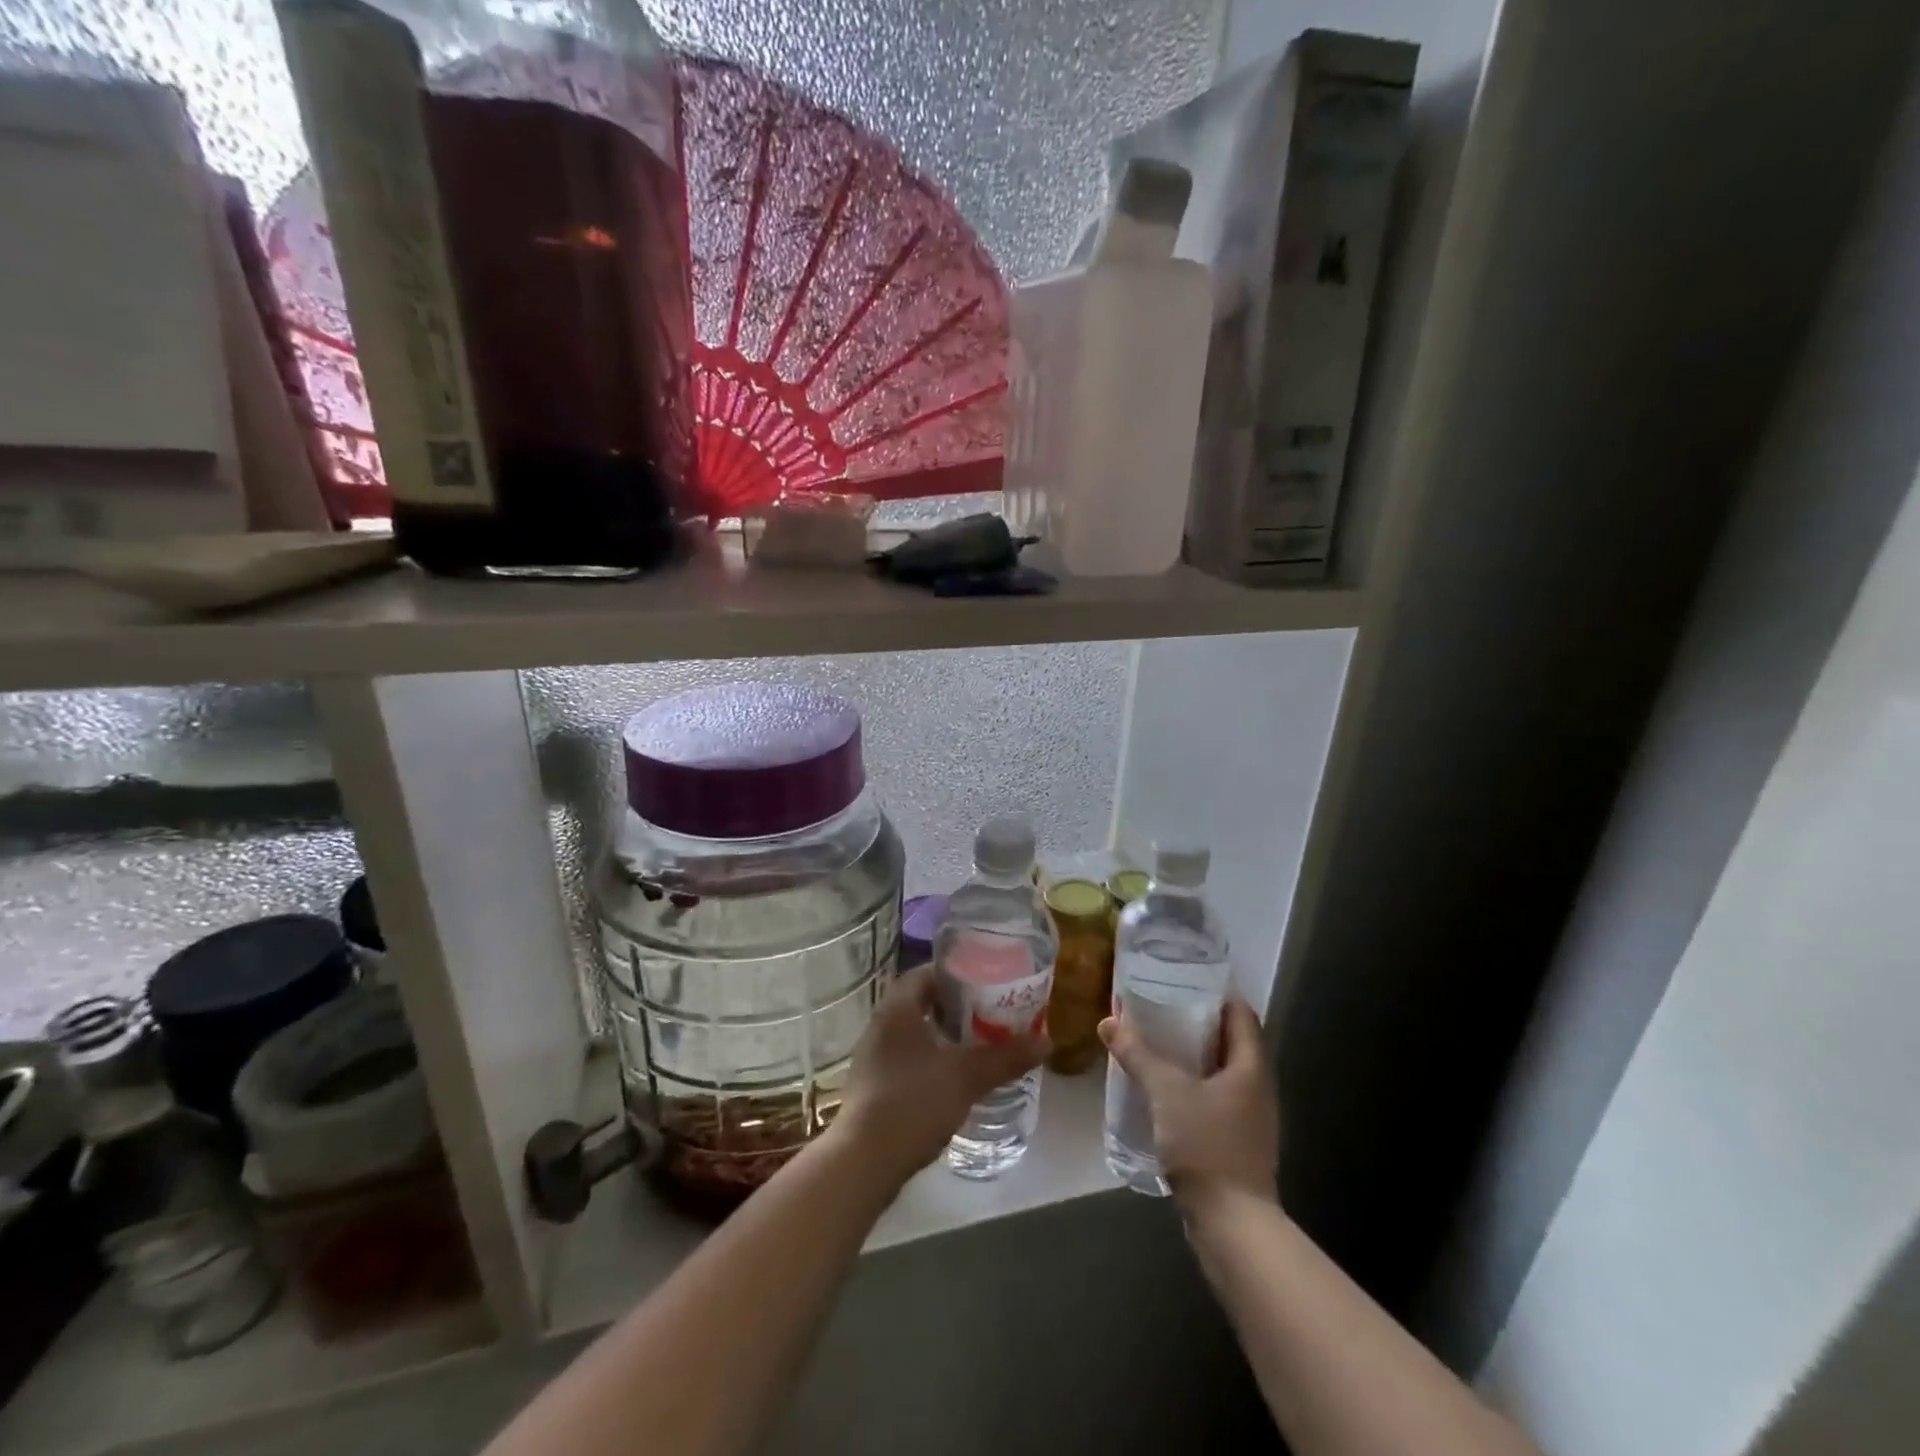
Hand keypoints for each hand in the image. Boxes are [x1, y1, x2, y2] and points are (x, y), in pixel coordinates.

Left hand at [834, 967, 1047, 1185]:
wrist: (864, 1161)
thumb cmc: (913, 1102)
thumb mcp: (967, 1076)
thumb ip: (1006, 1057)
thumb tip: (1046, 1041)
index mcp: (897, 1008)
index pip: (926, 973)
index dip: (956, 974)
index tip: (986, 982)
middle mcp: (880, 1025)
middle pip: (921, 1002)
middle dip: (955, 1008)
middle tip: (989, 1015)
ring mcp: (873, 1057)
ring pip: (914, 1033)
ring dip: (943, 1036)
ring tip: (977, 1046)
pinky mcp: (873, 1086)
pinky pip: (906, 1059)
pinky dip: (930, 1060)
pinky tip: (953, 1080)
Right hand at [1098, 996, 1279, 1216]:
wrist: (1232, 1225)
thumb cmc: (1207, 1145)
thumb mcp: (1166, 1092)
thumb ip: (1138, 1054)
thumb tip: (1108, 1022)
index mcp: (1251, 1066)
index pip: (1241, 1014)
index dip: (1217, 993)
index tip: (1185, 979)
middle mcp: (1257, 1088)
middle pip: (1231, 1042)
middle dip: (1197, 1023)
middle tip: (1160, 1007)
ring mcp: (1249, 1119)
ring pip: (1221, 1073)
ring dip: (1192, 1057)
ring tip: (1155, 1043)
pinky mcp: (1236, 1143)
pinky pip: (1214, 1100)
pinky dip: (1192, 1086)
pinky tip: (1163, 1090)